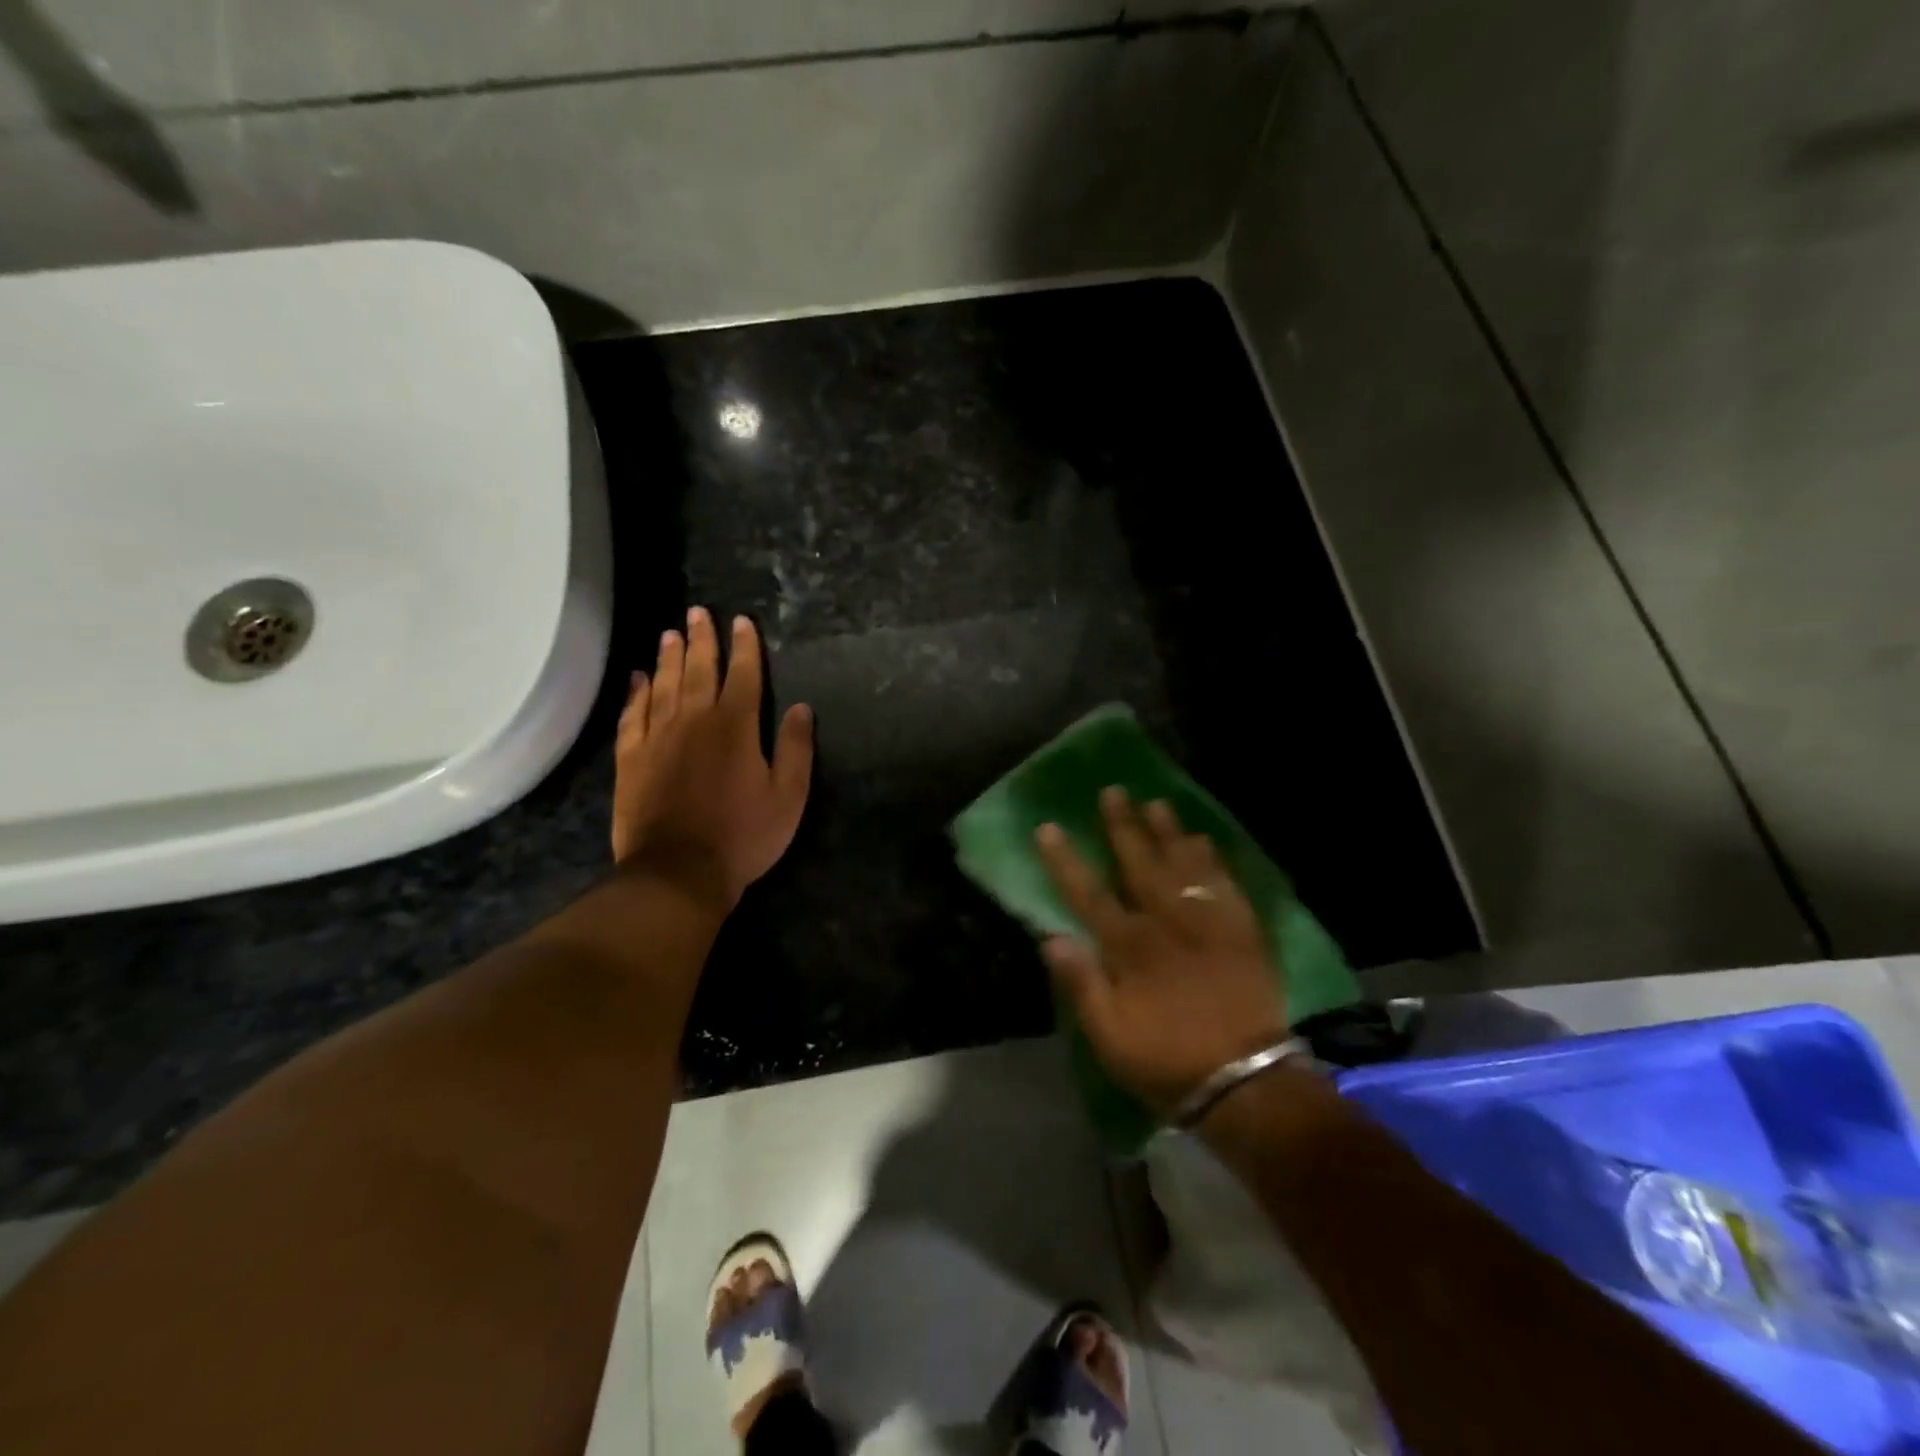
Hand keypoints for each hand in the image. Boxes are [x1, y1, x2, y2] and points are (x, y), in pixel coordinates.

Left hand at [611, 606, 814, 906]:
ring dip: (670, 658)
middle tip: (698, 612)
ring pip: (664, 685)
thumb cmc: (743, 835)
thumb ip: (796, 749)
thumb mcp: (788, 796)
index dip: (745, 647)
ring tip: (670, 634)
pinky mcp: (631, 758)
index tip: (742, 621)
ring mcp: (658, 737)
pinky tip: (638, 678)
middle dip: (702, 639)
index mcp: (736, 726)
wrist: (678, 871)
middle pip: (699, 670)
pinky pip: (632, 715)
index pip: (744, 675)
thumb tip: (801, 708)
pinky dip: (636, 693)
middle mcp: (694, 720)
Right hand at [1036, 789, 1288, 1114]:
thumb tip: (1050, 937)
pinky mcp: (1242, 931)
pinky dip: (1212, 859)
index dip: (1065, 860)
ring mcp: (1208, 922)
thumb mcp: (1109, 1037)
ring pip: (1184, 864)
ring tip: (1157, 803)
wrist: (1246, 1082)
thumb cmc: (1168, 1060)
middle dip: (1123, 826)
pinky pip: (1225, 883)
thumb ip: (1081, 984)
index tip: (1049, 827)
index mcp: (1130, 947)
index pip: (1088, 893)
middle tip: (1114, 791)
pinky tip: (1204, 841)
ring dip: (1168, 832)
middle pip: (1140, 864)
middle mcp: (1167, 922)